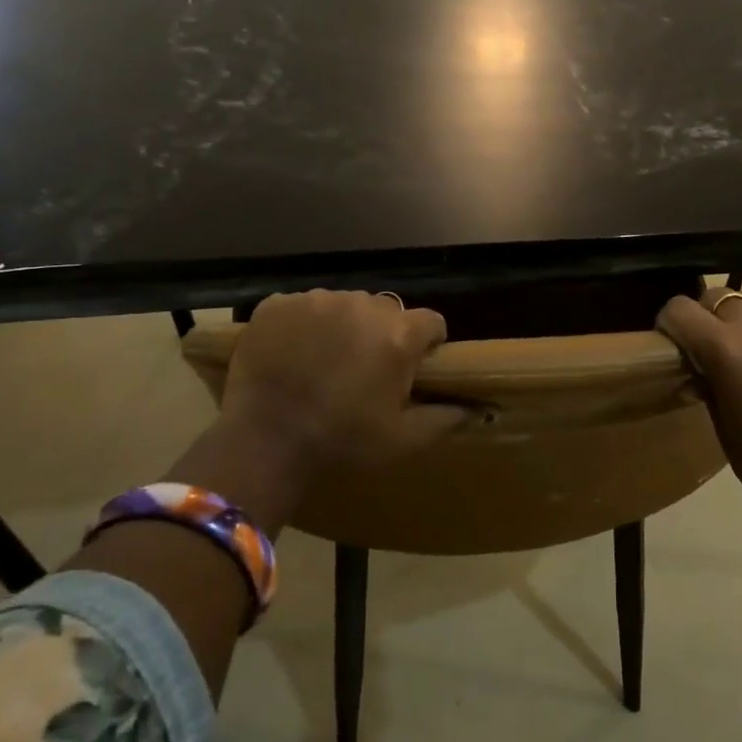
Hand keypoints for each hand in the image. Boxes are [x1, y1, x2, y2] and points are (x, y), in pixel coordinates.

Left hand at [168, 291, 465, 531]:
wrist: (265, 442)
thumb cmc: (343, 442)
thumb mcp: (404, 440)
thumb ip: (446, 418)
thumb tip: (476, 407)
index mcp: (399, 335)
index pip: (432, 322)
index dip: (426, 344)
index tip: (412, 367)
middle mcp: (363, 305)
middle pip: (387, 310)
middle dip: (383, 334)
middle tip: (364, 370)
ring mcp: (316, 300)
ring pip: (345, 304)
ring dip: (344, 326)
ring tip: (325, 361)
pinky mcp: (277, 304)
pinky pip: (303, 306)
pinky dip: (304, 324)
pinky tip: (293, 354)